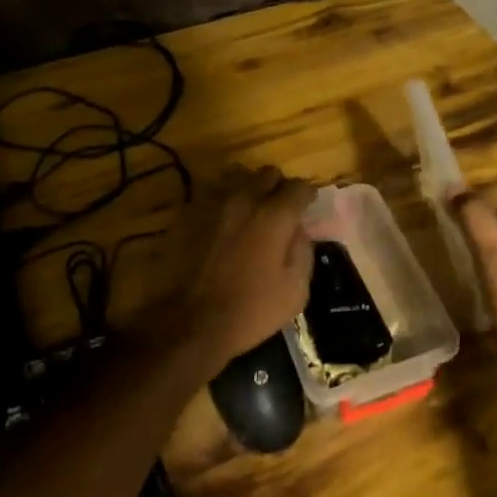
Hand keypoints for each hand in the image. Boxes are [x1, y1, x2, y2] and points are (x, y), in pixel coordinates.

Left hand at [179, 166, 314, 376]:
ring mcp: (213, 204)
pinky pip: (215, 197)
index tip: (307, 208)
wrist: (190, 323)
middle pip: (268, 174)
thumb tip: (299, 230)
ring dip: (251, 193)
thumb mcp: (295, 289)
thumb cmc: (250, 310)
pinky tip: (225, 229)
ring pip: (239, 180)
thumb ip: (303, 250)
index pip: (299, 186)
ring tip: (251, 217)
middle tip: (280, 210)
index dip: (307, 196)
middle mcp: (244, 199)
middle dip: (278, 187)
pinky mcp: (189, 214)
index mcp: (274, 215)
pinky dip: (226, 206)